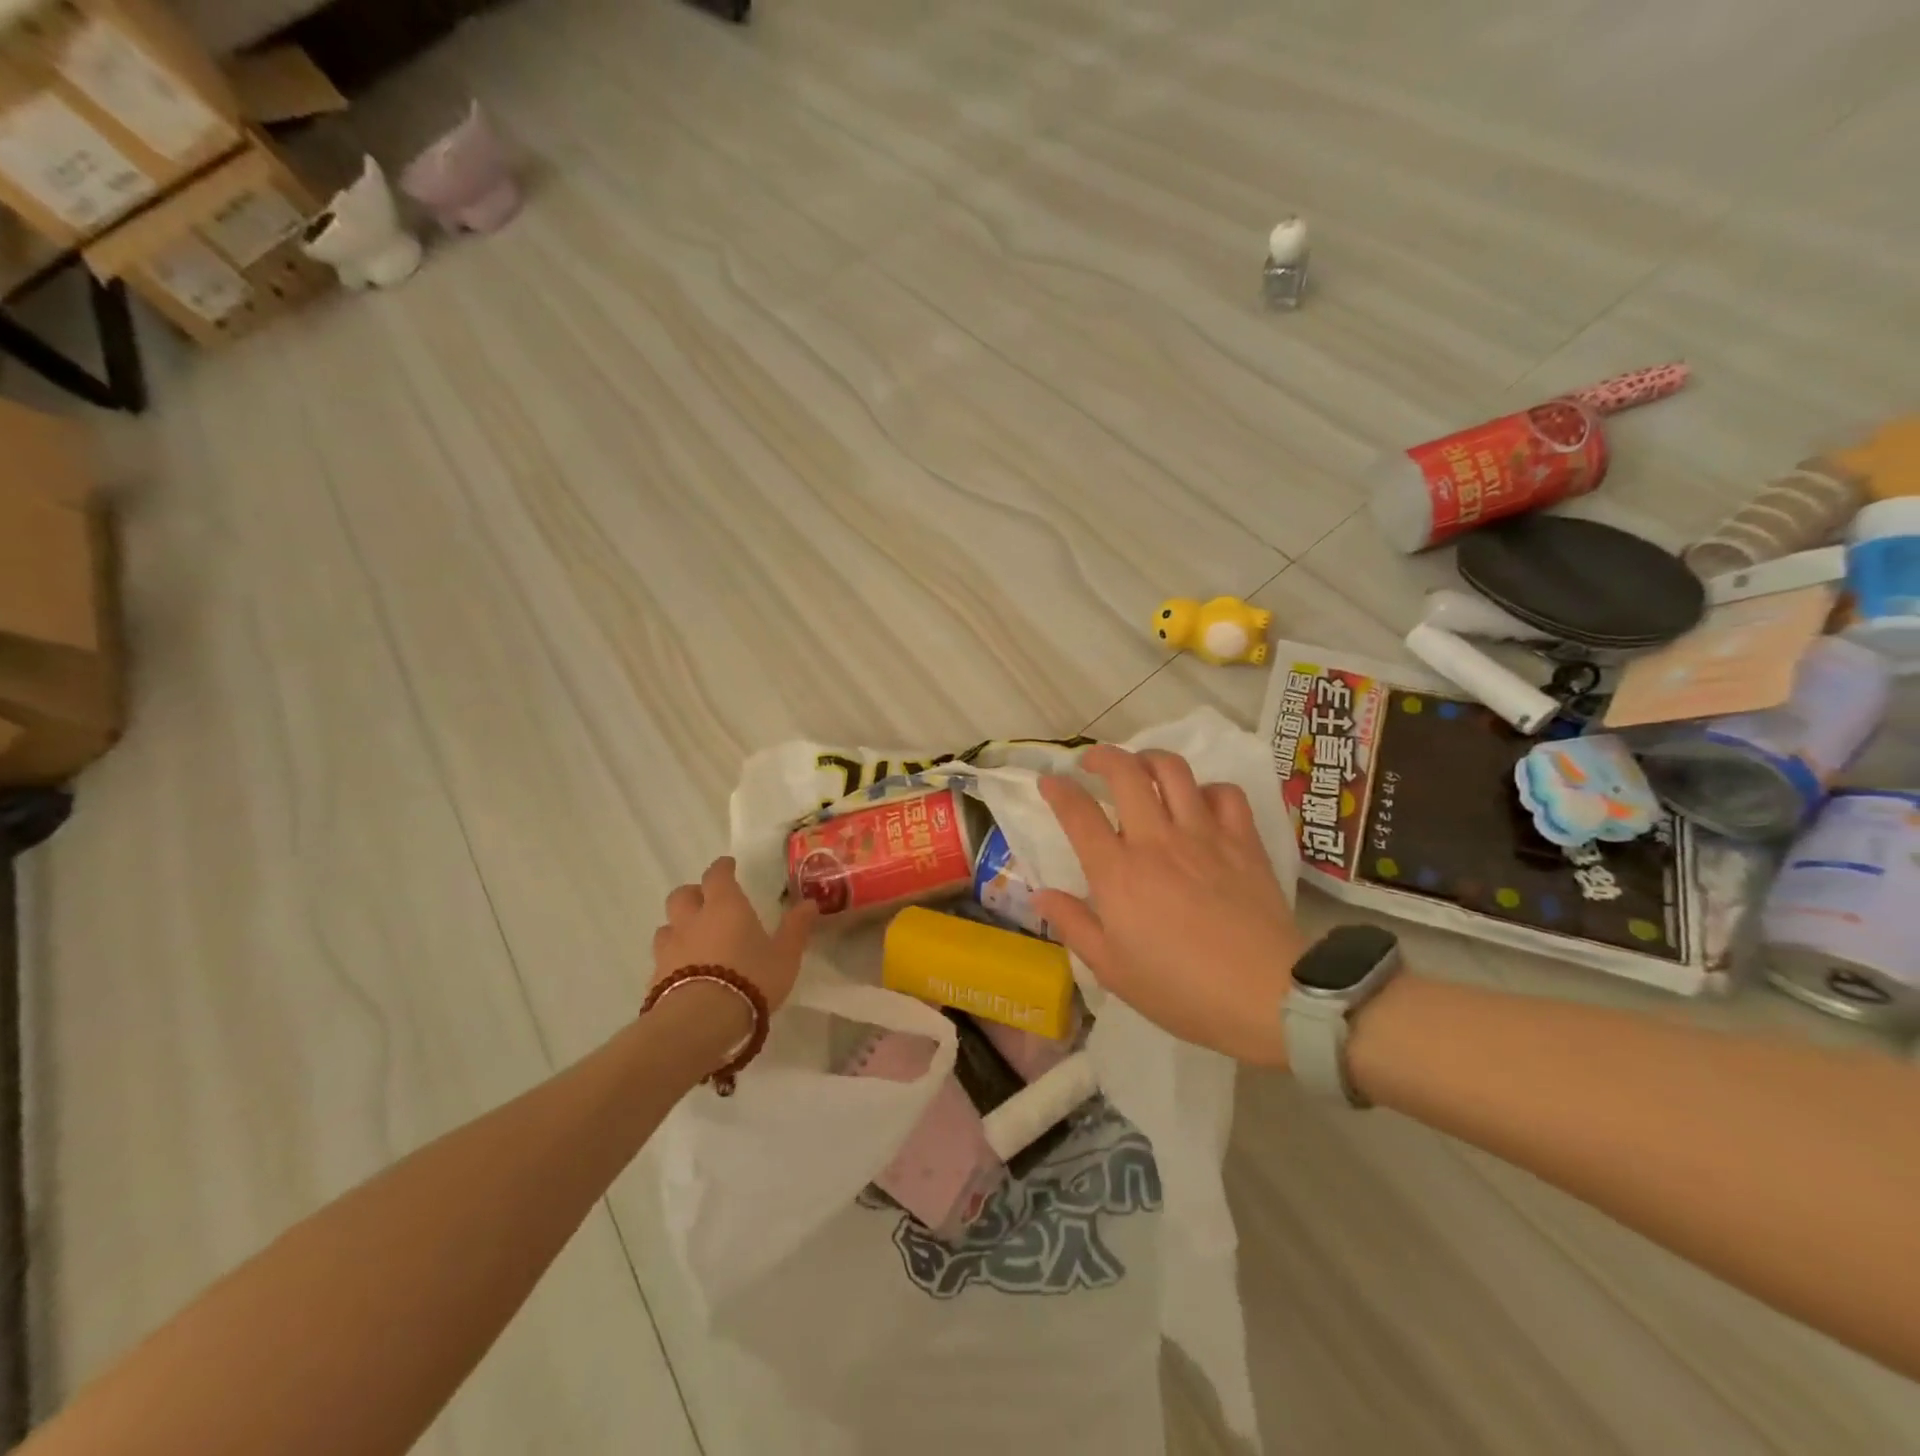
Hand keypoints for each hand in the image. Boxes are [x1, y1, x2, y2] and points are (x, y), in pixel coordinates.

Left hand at [651, 856, 816, 1018]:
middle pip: (682, 895)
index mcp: (725, 906)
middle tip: (706, 903)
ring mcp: (670, 948)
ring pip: (667, 926)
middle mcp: (693, 920)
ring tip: (693, 939)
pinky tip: (684, 973)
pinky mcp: (655, 977)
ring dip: (678, 927)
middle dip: (693, 894)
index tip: (728, 865)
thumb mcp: (785, 955)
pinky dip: (672, 959)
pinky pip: (661, 959)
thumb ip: (796, 928)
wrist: (701, 1021)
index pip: (717, 875)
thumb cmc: (750, 978)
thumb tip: (810, 903)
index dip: (722, 868)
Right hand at [1035, 747, 1304, 1066]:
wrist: (1266, 996)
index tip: (1048, 782)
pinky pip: (1225, 793)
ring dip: (1149, 759)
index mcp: (1118, 872)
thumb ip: (1073, 924)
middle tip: (1092, 763)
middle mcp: (1156, 840)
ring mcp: (1203, 835)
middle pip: (1124, 772)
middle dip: (1101, 756)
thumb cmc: (1180, 990)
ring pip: (1173, 770)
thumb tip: (1040, 894)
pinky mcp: (1243, 841)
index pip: (1078, 813)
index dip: (1057, 789)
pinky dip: (1207, 789)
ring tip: (1141, 768)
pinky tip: (1200, 803)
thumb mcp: (1112, 969)